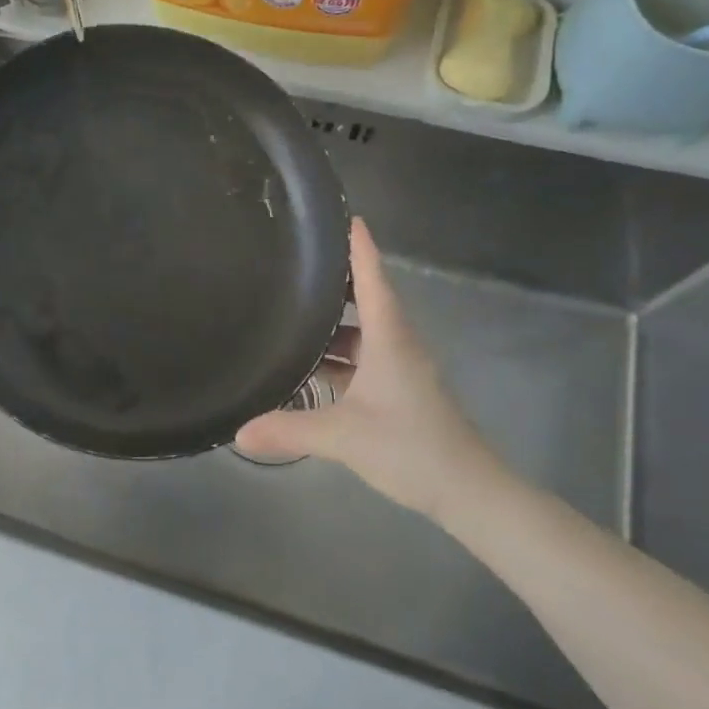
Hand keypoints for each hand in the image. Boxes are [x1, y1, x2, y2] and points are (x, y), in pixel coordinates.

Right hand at [235, 218, 506, 524]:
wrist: (469, 492)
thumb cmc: (410, 447)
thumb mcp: (343, 436)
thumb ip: (289, 430)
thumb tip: (238, 433)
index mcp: (389, 337)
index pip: (372, 277)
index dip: (358, 246)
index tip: (342, 216)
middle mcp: (397, 344)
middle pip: (366, 298)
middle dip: (335, 279)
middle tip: (295, 262)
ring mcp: (400, 369)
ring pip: (364, 331)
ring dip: (333, 322)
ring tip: (292, 311)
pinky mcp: (399, 392)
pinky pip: (364, 358)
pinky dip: (339, 355)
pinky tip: (310, 367)